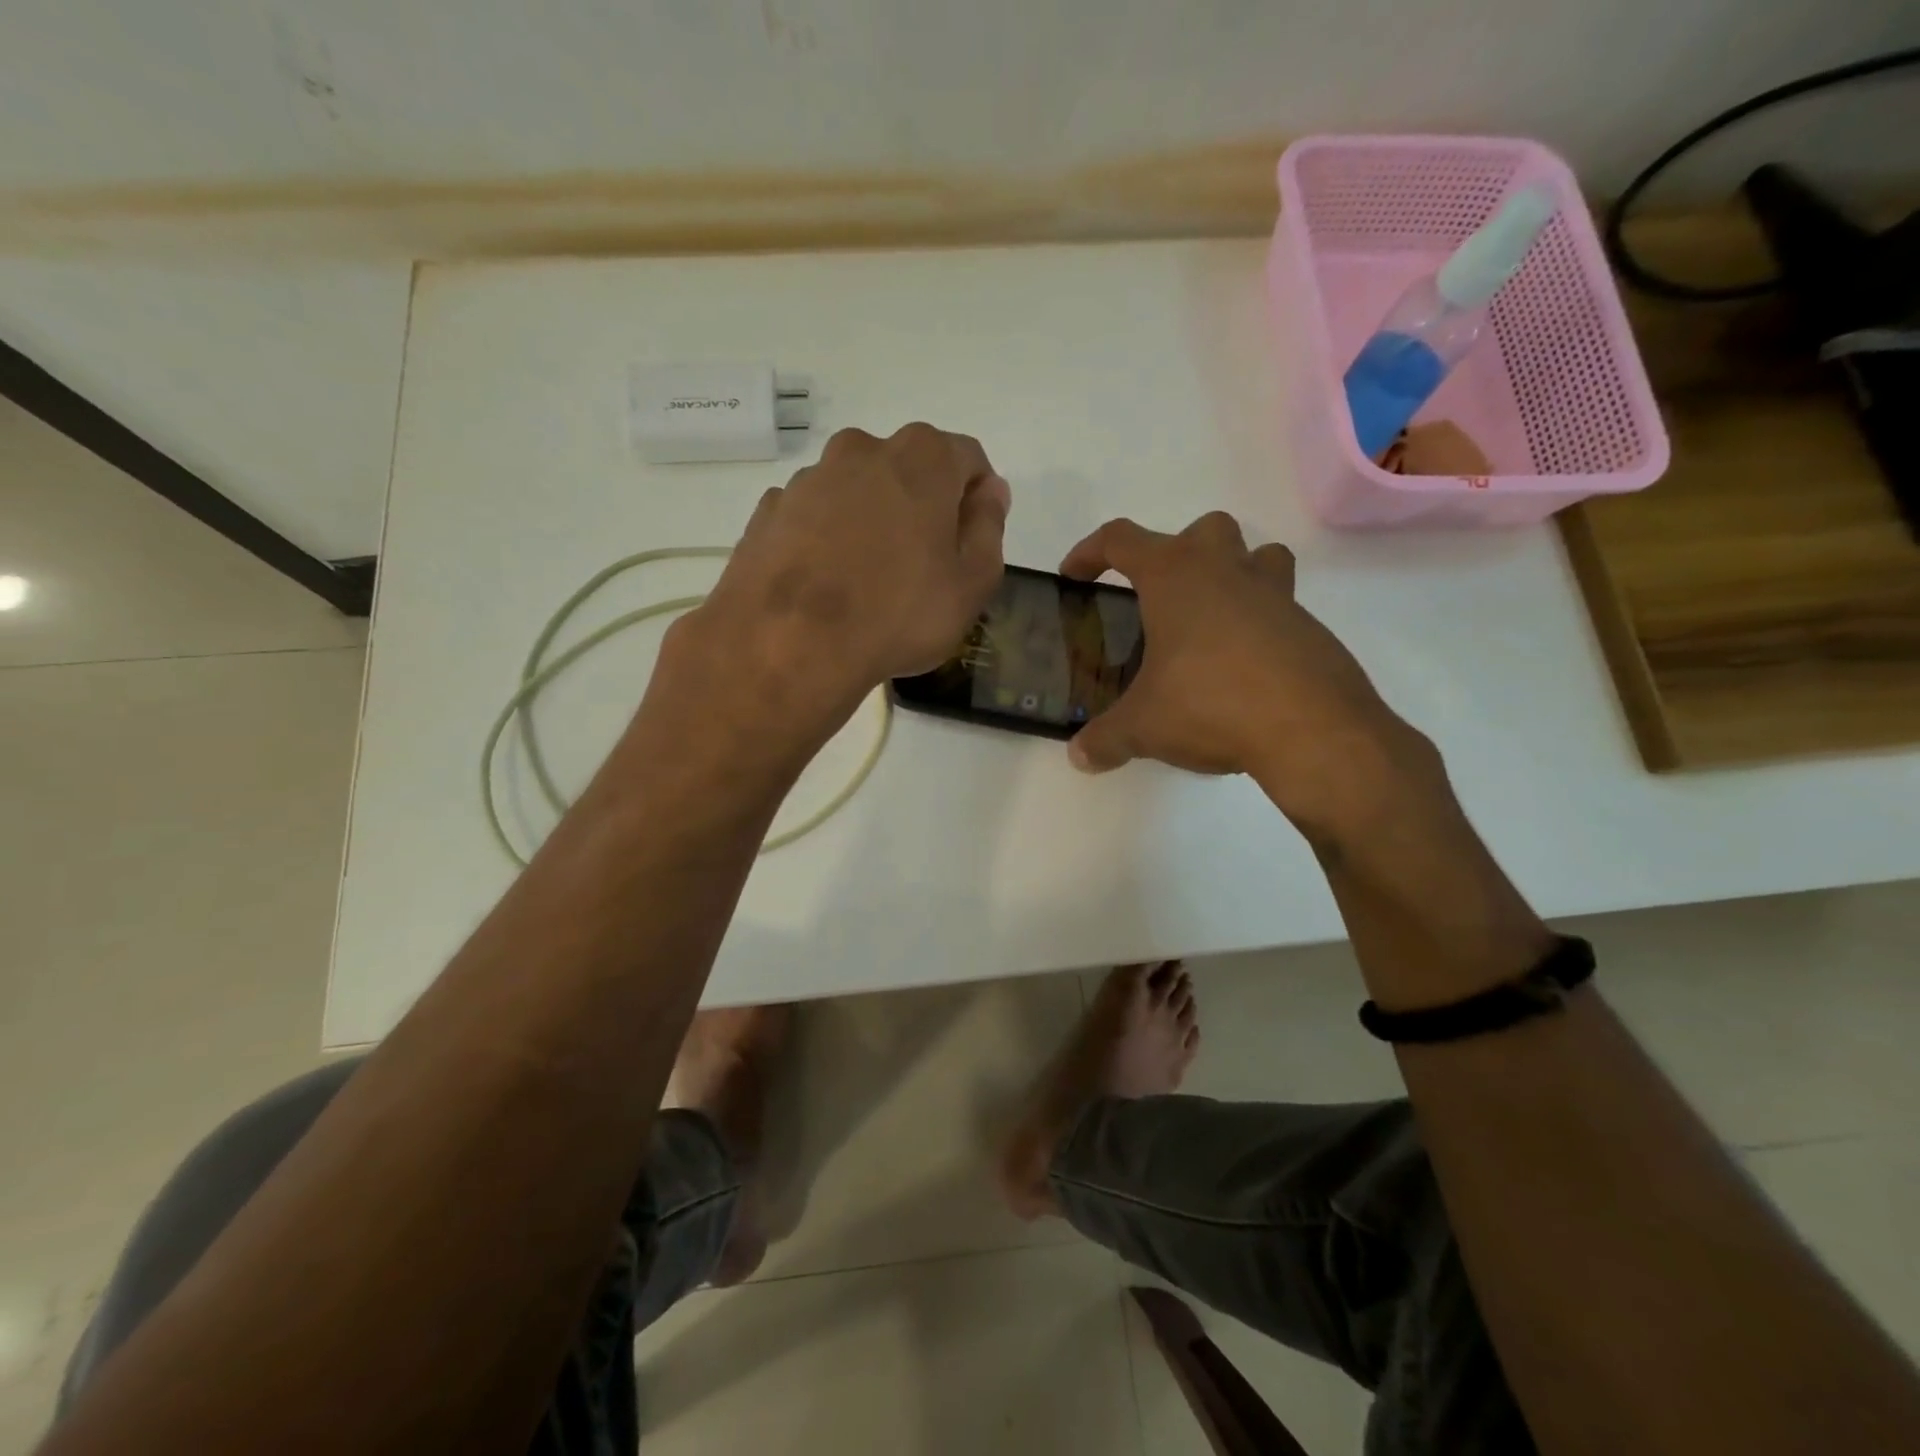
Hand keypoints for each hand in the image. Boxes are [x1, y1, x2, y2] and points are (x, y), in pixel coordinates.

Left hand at [665, 424, 1009, 741]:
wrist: (787, 645)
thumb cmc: (897, 615)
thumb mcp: (971, 584)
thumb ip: (988, 528)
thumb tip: (990, 492)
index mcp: (922, 458)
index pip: (967, 459)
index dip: (977, 499)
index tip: (970, 543)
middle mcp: (862, 450)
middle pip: (907, 470)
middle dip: (921, 506)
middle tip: (922, 566)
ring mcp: (809, 478)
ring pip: (856, 491)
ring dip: (870, 521)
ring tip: (867, 582)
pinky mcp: (769, 511)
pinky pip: (813, 517)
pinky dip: (825, 538)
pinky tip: (826, 584)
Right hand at [1060, 512, 1435, 834]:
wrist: (1312, 730)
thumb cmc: (1210, 705)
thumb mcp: (1143, 727)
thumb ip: (1104, 738)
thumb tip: (1079, 756)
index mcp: (1175, 577)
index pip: (1120, 540)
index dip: (1090, 552)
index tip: (1074, 575)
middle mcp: (1226, 571)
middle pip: (1200, 530)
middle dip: (1174, 552)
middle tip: (1157, 599)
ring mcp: (1275, 594)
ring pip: (1256, 554)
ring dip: (1231, 573)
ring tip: (1208, 621)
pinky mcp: (1308, 627)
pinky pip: (1279, 606)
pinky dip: (1257, 623)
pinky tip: (1241, 669)